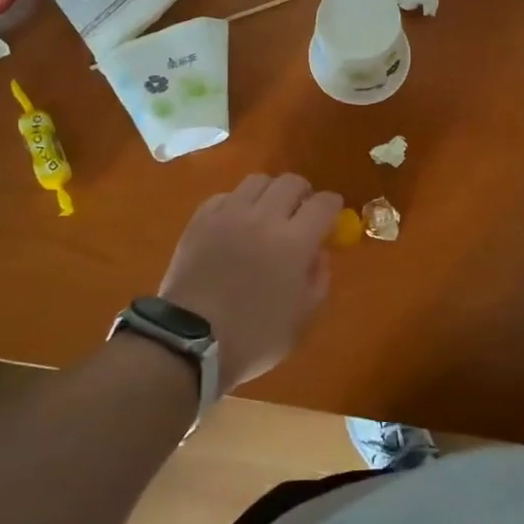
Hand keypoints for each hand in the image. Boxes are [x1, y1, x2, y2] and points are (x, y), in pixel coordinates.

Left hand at [158, 173, 342, 393]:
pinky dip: (238, 203)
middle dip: (303, 194)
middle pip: (291, 182)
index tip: (332, 214)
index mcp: (294, 242)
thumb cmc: (253, 338)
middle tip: (301, 212)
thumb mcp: (301, 320)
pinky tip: (236, 223)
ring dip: (270, 193)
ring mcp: (229, 214)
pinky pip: (226, 196)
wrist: (190, 342)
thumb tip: (318, 253)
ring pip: (258, 181)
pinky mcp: (201, 219)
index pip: (324, 204)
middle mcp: (264, 217)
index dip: (333, 206)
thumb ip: (318, 280)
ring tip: (267, 213)